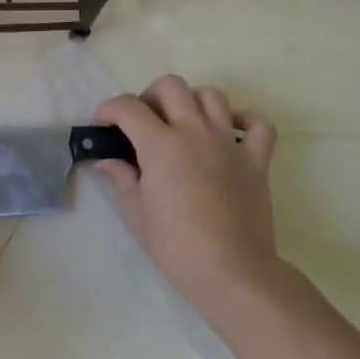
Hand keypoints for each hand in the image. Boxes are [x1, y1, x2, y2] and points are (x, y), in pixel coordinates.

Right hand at [95, 76, 285, 326]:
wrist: (232, 272)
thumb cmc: (175, 245)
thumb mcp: (135, 212)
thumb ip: (120, 177)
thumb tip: (106, 161)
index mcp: (160, 144)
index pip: (127, 107)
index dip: (108, 110)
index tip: (102, 125)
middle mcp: (194, 131)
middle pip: (170, 86)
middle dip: (149, 96)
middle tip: (142, 122)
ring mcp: (228, 143)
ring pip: (211, 95)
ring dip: (191, 101)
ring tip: (182, 124)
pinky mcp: (256, 160)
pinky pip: (257, 124)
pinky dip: (243, 120)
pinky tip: (228, 132)